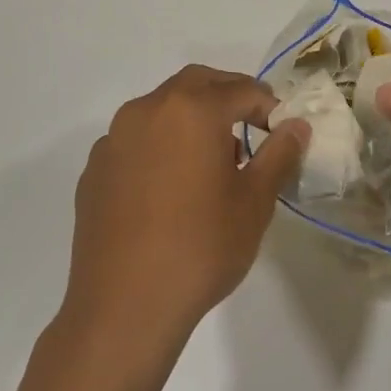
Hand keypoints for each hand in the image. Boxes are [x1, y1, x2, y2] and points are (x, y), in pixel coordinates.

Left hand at [63, 66, 306, 360]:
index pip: (241, 89)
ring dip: (192, 118)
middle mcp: (147, 111)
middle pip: (196, 84)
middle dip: (228, 97)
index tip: (282, 132)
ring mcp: (114, 139)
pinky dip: (161, 145)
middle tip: (252, 128)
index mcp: (191, 110)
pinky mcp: (95, 170)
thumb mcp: (254, 202)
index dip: (269, 106)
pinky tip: (171, 187)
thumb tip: (296, 126)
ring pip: (162, 108)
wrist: (124, 306)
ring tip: (213, 161)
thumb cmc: (201, 248)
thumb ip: (278, 154)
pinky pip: (136, 140)